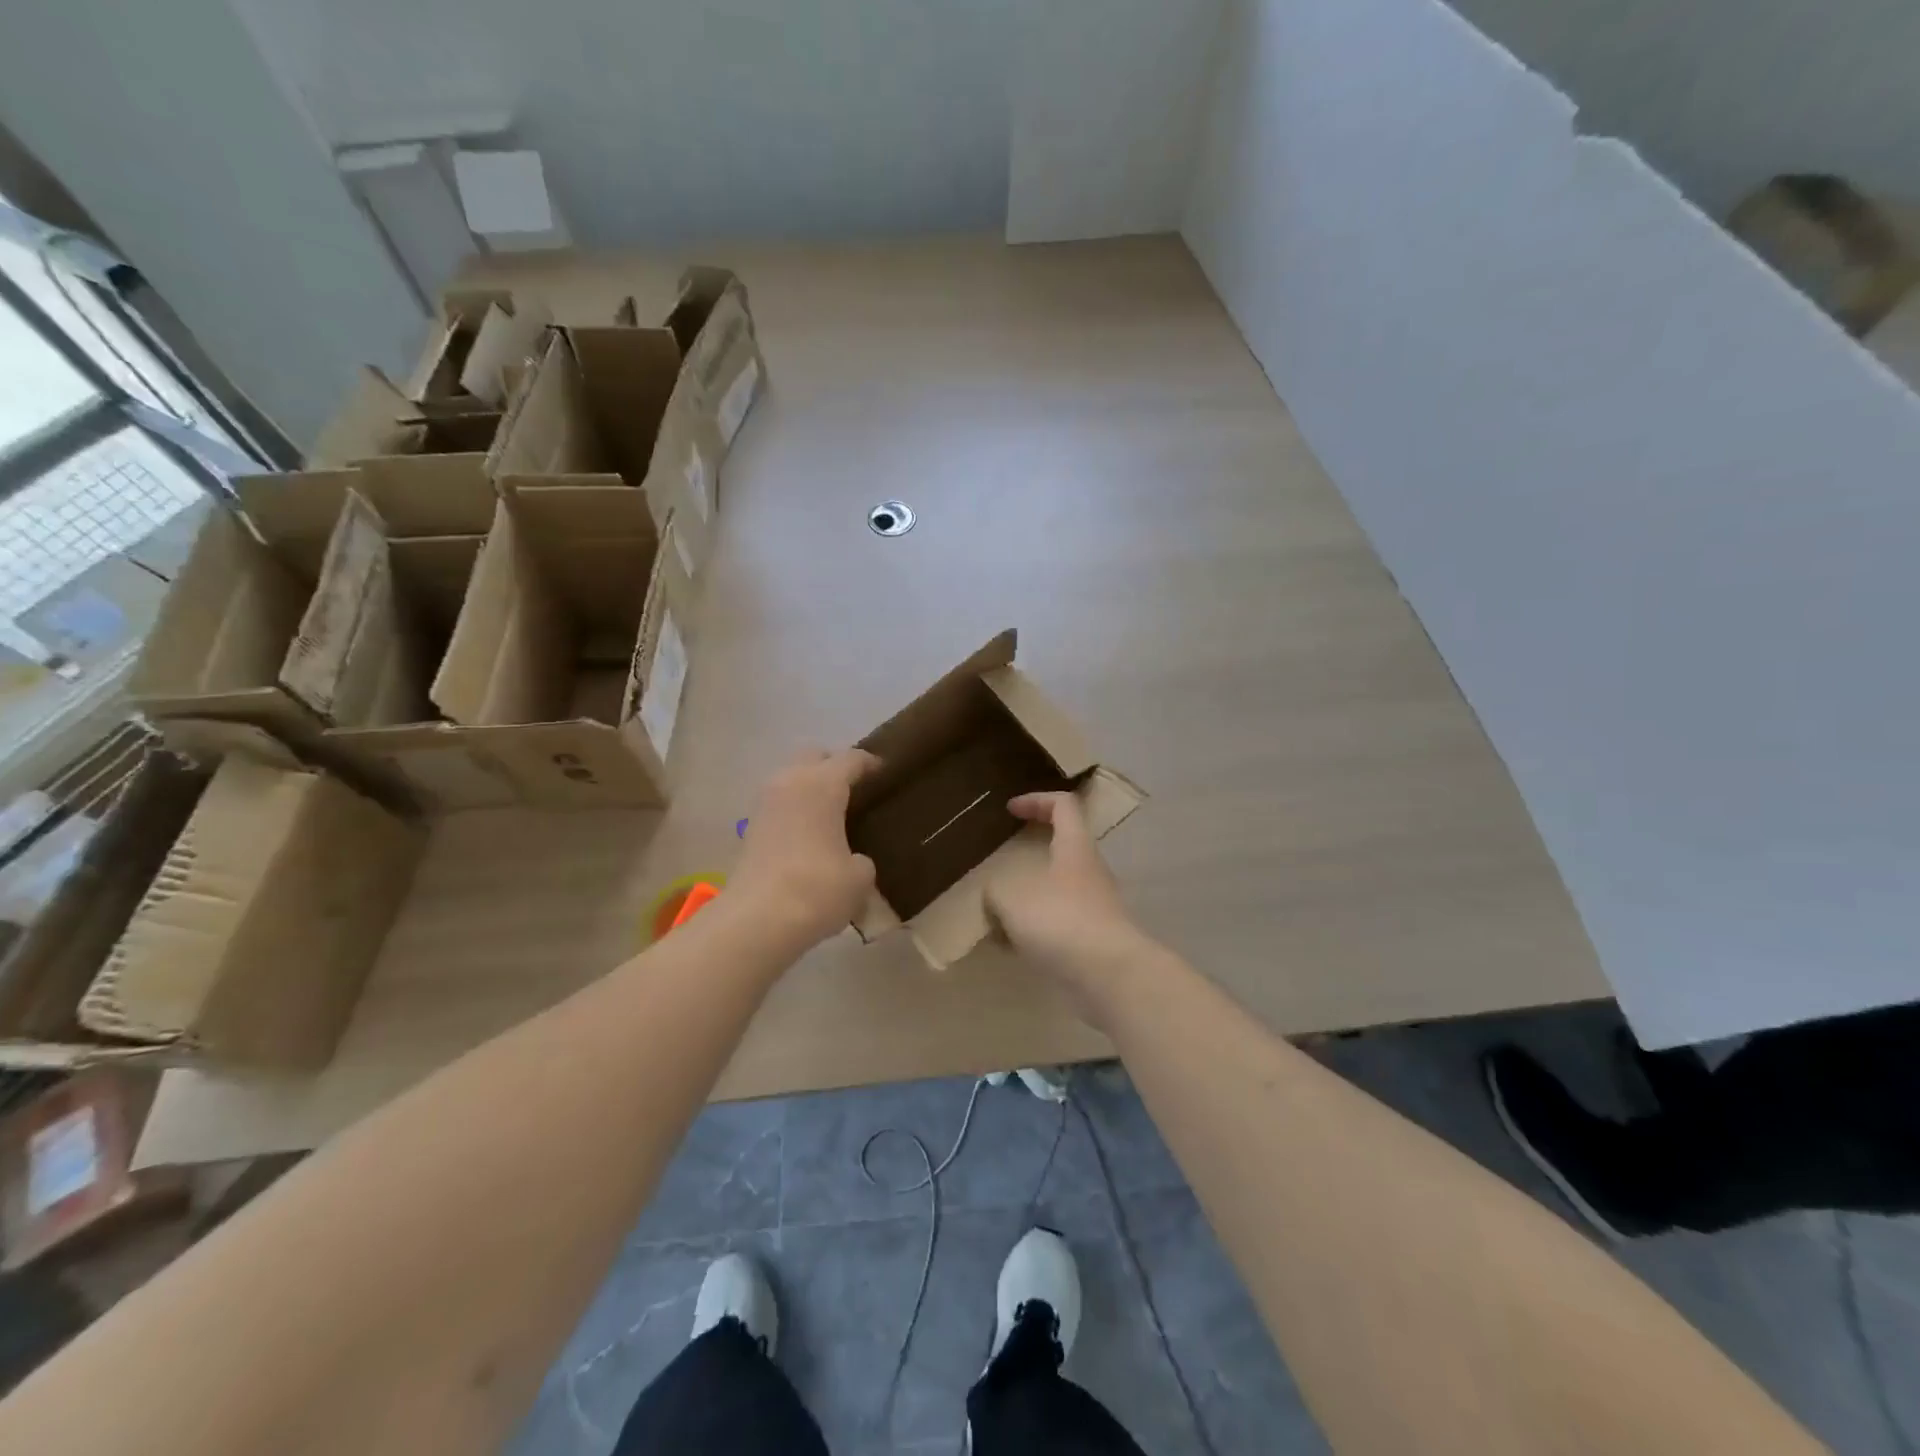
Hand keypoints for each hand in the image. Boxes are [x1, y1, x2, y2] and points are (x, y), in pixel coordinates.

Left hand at [730, 749, 880, 945]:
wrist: (757, 920)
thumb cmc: (817, 888)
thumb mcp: (859, 877)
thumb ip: (862, 860)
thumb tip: (853, 861)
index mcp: (822, 784)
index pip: (852, 759)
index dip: (871, 763)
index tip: (885, 772)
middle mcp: (791, 782)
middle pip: (814, 756)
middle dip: (834, 766)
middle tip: (855, 789)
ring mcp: (765, 804)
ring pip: (792, 779)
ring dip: (810, 788)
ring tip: (832, 814)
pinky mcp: (751, 828)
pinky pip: (780, 805)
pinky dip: (795, 811)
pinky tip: (811, 835)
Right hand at [986, 792, 1151, 1007]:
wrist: (1111, 976)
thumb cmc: (1062, 921)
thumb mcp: (1012, 899)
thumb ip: (995, 892)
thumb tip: (994, 897)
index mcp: (1075, 847)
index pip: (1063, 805)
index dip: (1036, 800)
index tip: (1010, 809)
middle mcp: (1090, 871)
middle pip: (1064, 846)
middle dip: (1032, 850)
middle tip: (1005, 859)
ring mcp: (1096, 906)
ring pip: (1059, 888)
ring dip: (1031, 894)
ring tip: (1000, 909)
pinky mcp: (1094, 938)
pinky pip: (1060, 923)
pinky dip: (1036, 928)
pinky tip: (1012, 947)